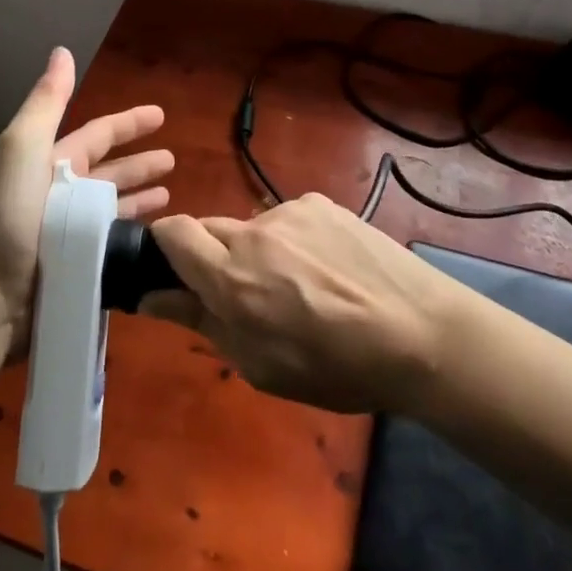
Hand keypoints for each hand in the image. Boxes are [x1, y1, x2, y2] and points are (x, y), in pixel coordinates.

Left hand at [0, 47, 173, 331]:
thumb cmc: (10, 213)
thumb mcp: (25, 146)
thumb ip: (48, 101)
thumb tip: (63, 51)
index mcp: (53, 162)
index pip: (99, 134)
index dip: (129, 123)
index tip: (161, 115)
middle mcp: (64, 192)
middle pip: (111, 171)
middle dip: (141, 163)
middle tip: (174, 160)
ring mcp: (73, 230)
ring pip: (116, 206)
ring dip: (142, 197)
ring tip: (171, 195)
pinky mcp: (81, 263)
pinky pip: (116, 240)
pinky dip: (136, 232)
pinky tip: (157, 234)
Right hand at [146, 194, 460, 414]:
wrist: (420, 332)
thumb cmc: (336, 367)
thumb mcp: (260, 365)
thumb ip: (201, 322)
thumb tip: (152, 297)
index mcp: (231, 277)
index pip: (171, 232)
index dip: (164, 247)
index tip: (176, 274)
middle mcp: (254, 233)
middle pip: (209, 229)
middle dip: (213, 258)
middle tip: (246, 296)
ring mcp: (291, 212)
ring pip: (253, 228)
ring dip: (259, 253)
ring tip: (302, 289)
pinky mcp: (322, 203)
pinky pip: (289, 220)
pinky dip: (294, 242)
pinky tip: (329, 270)